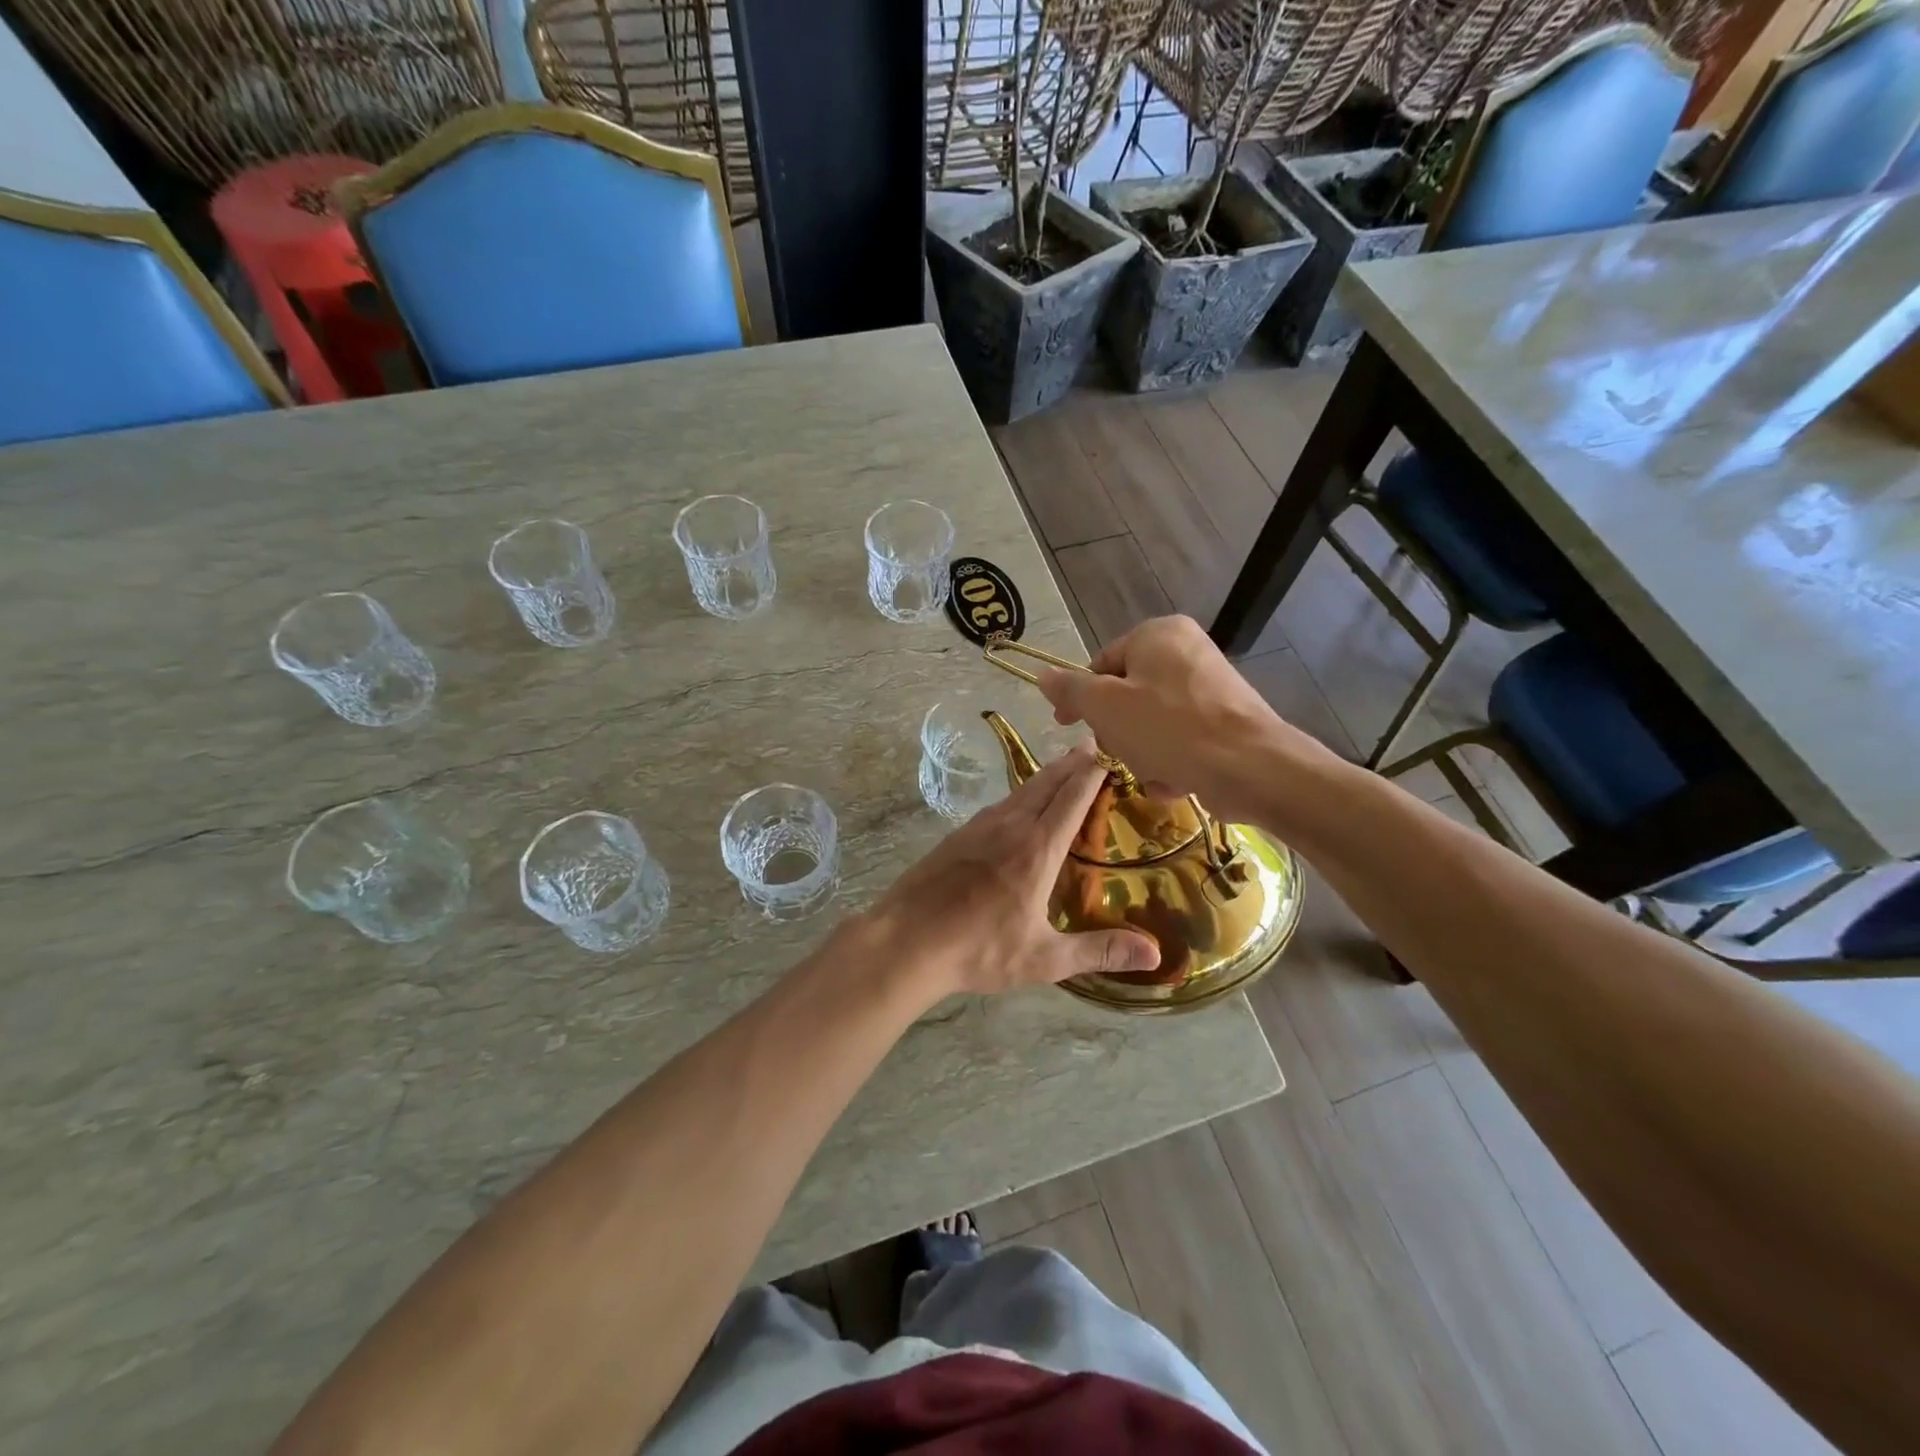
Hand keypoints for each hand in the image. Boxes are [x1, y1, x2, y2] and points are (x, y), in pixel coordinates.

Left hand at [859, 742, 1160, 997]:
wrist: (907, 940)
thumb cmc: (980, 949)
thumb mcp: (1044, 958)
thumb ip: (1099, 951)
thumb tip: (1155, 954)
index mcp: (1037, 849)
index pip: (1072, 799)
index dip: (1093, 774)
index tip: (1110, 754)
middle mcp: (1010, 827)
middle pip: (1047, 783)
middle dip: (1072, 763)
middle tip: (1091, 745)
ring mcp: (980, 828)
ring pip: (1021, 790)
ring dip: (1046, 775)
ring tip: (1063, 767)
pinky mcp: (958, 835)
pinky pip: (1000, 804)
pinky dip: (1021, 793)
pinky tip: (1019, 804)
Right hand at [1034, 615, 1338, 827]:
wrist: (1251, 767)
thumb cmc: (1169, 728)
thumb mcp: (1105, 707)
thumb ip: (1070, 689)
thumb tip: (1043, 676)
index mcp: (1158, 633)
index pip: (1101, 663)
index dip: (1080, 698)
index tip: (1065, 726)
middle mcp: (1187, 650)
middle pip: (1127, 695)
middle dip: (1118, 733)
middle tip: (1119, 753)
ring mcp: (1211, 686)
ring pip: (1151, 722)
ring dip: (1142, 753)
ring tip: (1154, 772)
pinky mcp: (1227, 720)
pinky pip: (1181, 738)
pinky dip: (1172, 760)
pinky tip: (1176, 780)